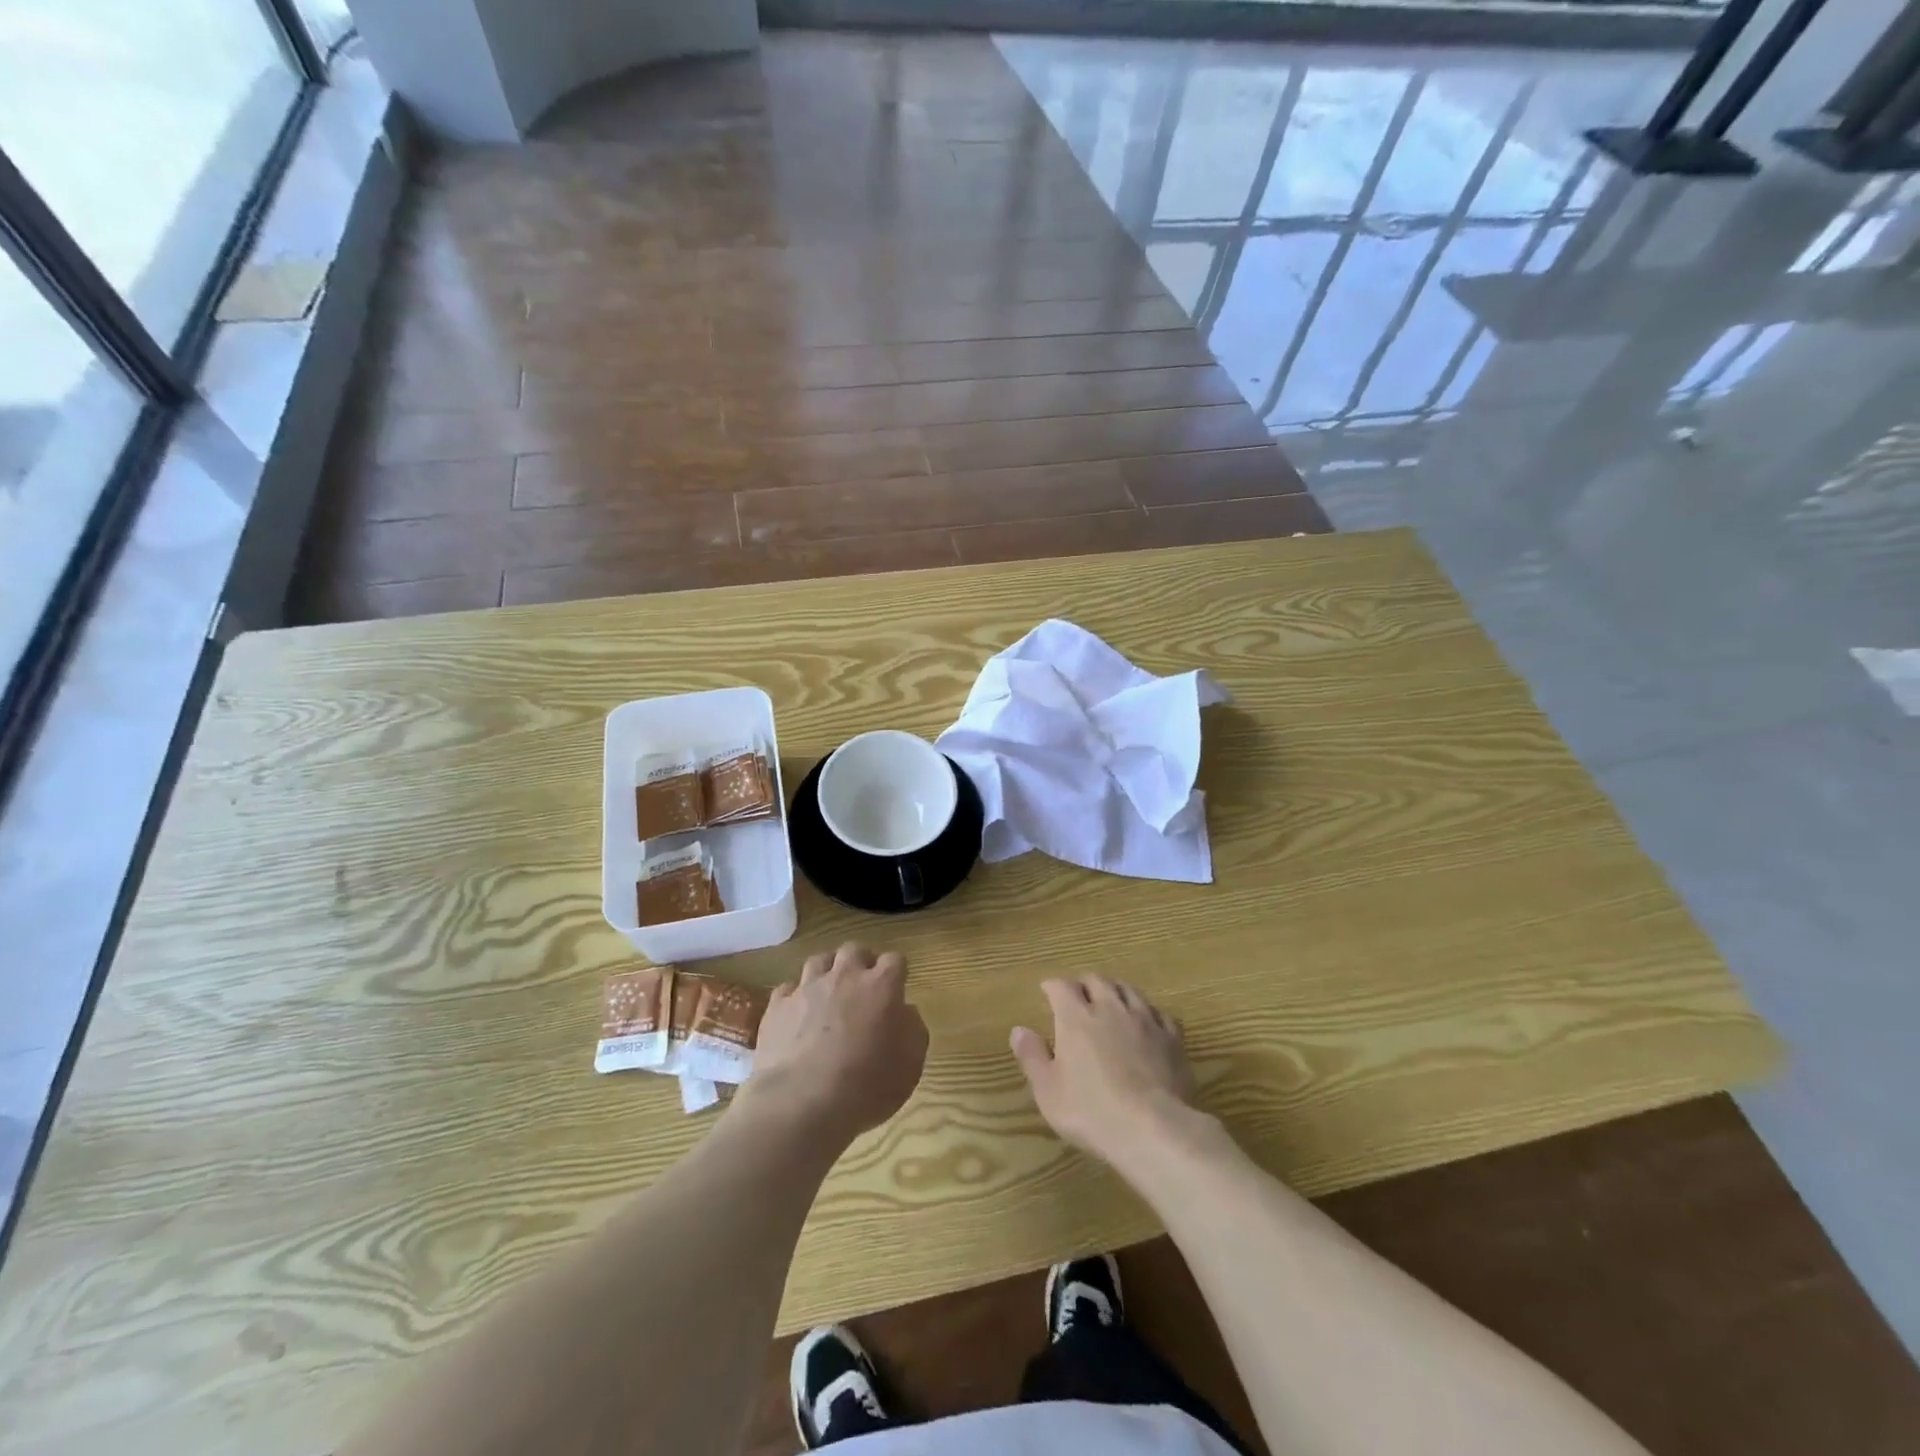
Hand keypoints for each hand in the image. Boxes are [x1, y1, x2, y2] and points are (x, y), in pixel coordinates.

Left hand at [746, 942, 927, 1144]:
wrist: (800, 1103)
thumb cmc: (865, 1087)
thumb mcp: (910, 1066)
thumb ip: (913, 1031)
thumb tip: (905, 1013)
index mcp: (881, 986)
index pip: (895, 960)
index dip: (896, 972)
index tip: (896, 988)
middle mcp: (844, 977)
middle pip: (854, 950)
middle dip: (861, 961)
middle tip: (863, 985)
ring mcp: (807, 988)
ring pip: (819, 961)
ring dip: (827, 972)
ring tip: (829, 993)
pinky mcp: (777, 1006)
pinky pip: (788, 988)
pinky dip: (796, 996)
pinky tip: (798, 1014)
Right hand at [1011, 976, 1201, 1169]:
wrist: (1152, 1127)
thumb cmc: (1091, 1110)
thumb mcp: (1048, 1090)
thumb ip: (1032, 1056)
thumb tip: (1019, 1030)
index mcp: (1076, 1017)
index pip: (1061, 986)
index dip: (1053, 986)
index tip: (1047, 991)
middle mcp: (1110, 1008)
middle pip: (1097, 981)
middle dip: (1085, 984)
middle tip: (1079, 995)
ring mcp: (1144, 1020)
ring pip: (1129, 990)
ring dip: (1116, 991)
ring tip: (1112, 1001)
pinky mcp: (1171, 1037)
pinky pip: (1159, 1013)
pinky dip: (1148, 1013)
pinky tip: (1147, 1023)